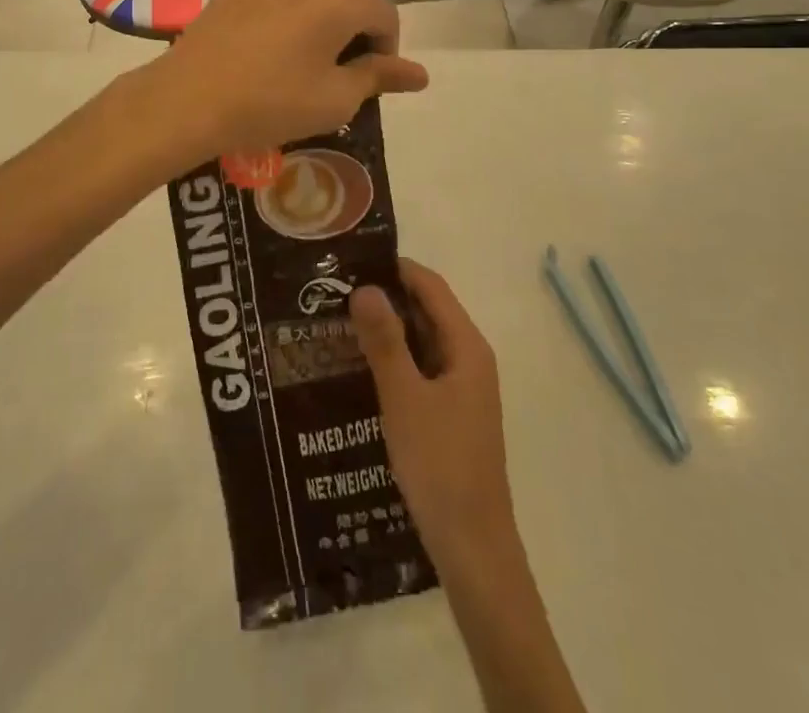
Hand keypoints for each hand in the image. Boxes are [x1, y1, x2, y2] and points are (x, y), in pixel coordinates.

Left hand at [146, 0, 428, 157]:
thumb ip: (378, 78)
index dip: (389, 45)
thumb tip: (420, 73)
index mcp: (339, 2)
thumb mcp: (334, 100)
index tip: (374, 76)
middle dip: (363, 3)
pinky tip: (269, 42)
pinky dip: (287, 6)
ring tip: (311, 47)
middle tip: (349, 47)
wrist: (188, 100)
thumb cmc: (271, 104)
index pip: (385, 12)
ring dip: (326, 2)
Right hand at [351, 259, 515, 570]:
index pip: (431, 287)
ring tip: (338, 322)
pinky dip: (393, 361)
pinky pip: (420, 371)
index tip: (353, 259)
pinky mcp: (450, 414)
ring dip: (386, 331)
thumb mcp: (404, 398)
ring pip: (422, 343)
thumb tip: (365, 287)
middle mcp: (468, 359)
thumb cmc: (440, 465)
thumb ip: (385, 341)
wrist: (473, 548)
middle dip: (385, 298)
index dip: (395, 268)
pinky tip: (358, 368)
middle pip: (427, 312)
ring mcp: (461, 389)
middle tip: (335, 290)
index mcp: (467, 347)